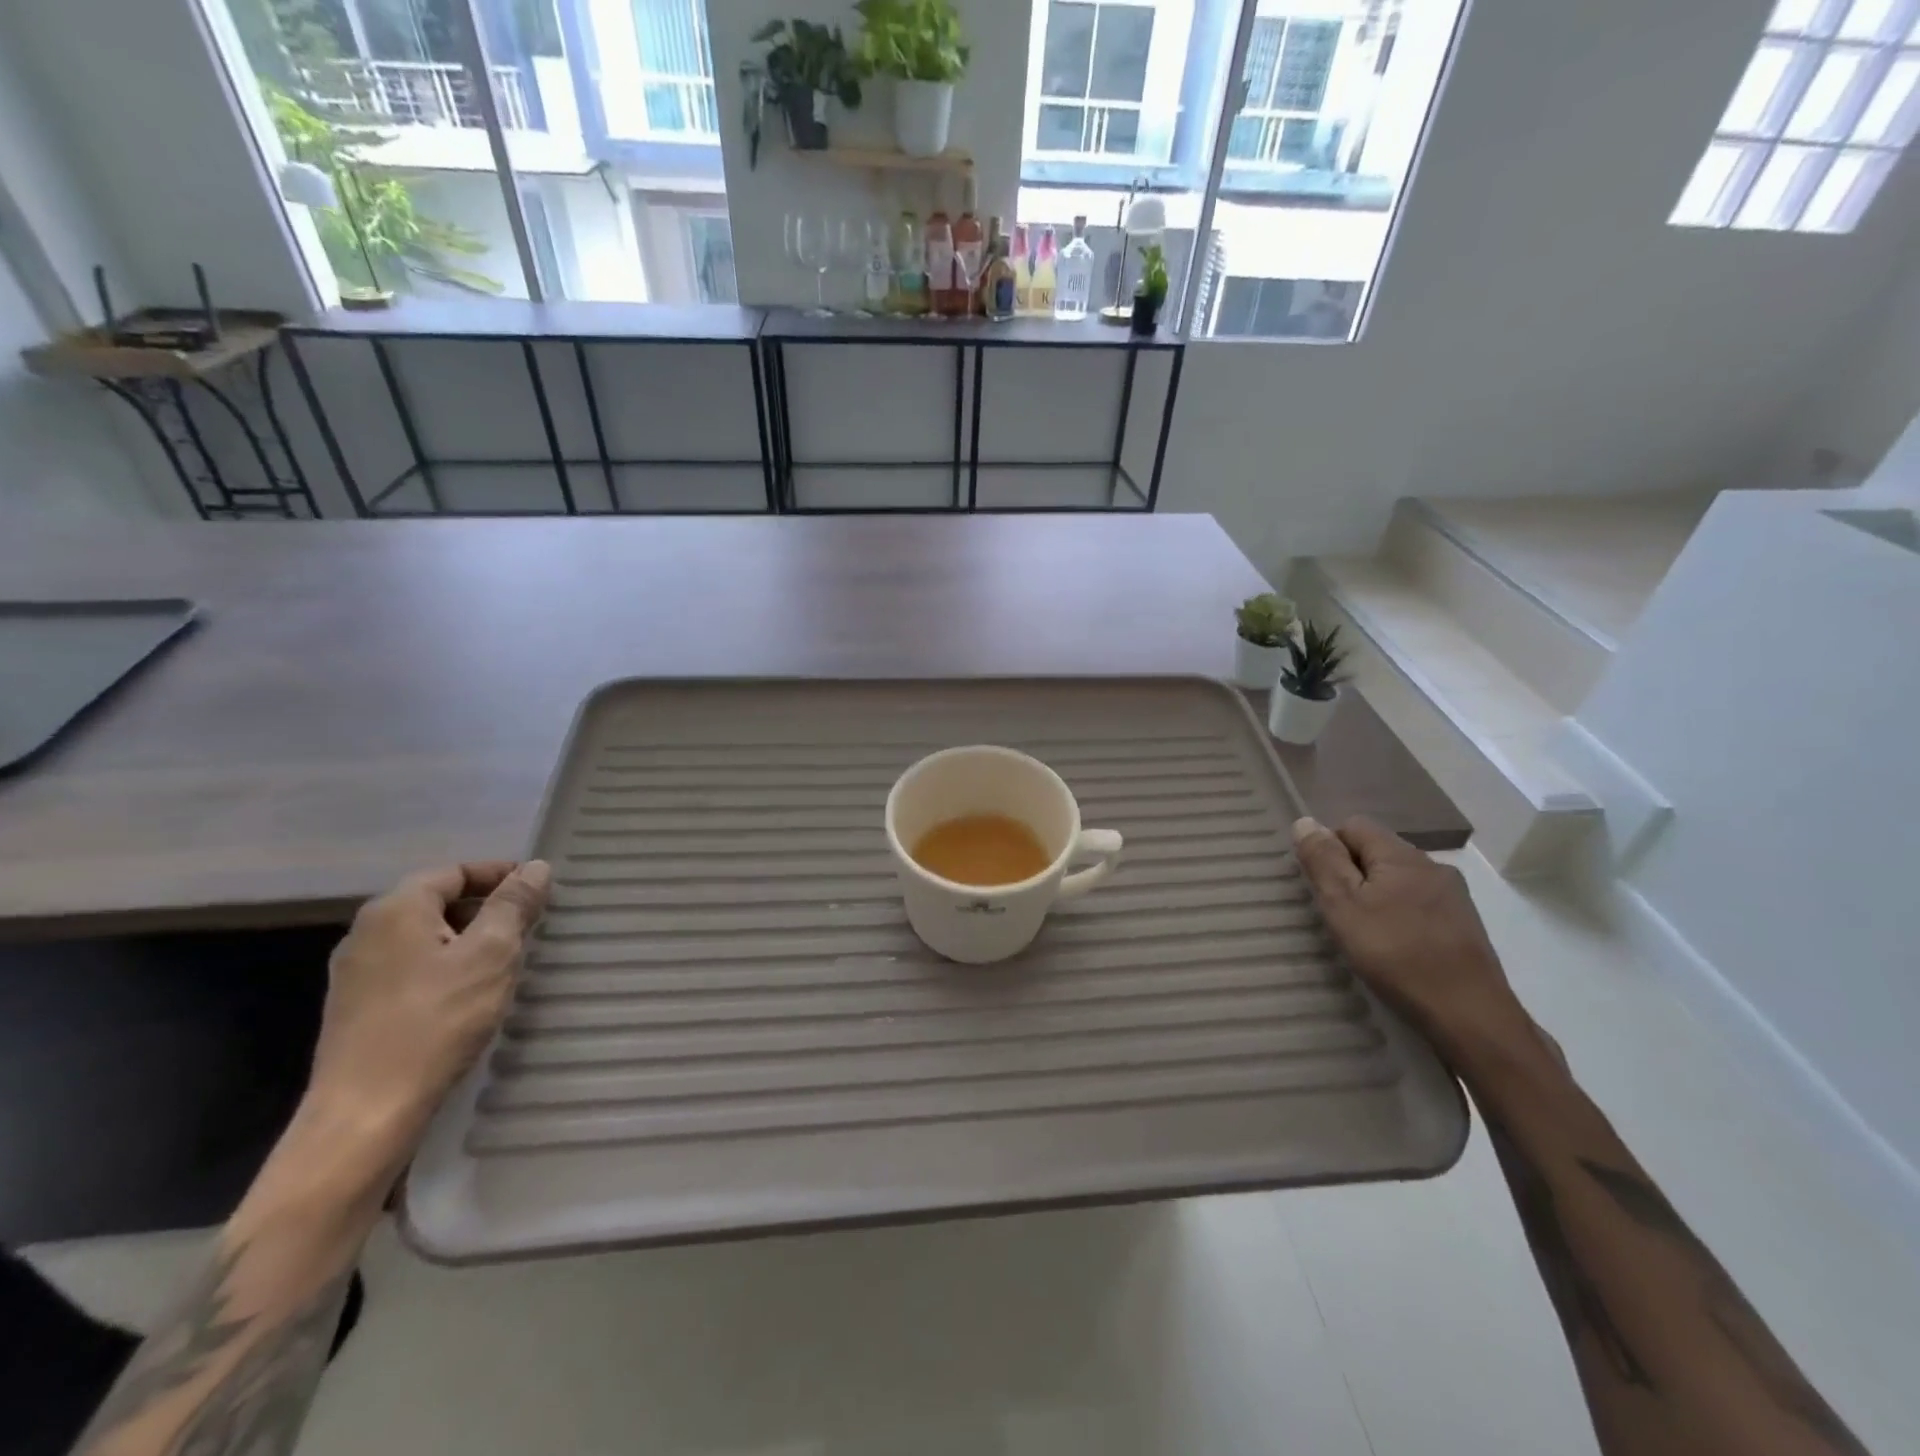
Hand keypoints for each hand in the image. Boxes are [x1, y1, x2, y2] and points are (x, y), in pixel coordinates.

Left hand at [306, 861, 550, 1147]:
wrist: (366, 1113)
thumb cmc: (436, 1021)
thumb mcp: (491, 954)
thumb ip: (514, 905)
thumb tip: (535, 867)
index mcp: (395, 910)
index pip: (454, 871)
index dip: (499, 874)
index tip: (539, 891)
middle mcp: (366, 932)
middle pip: (437, 901)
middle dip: (486, 908)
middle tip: (529, 928)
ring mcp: (356, 973)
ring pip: (425, 937)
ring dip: (468, 940)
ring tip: (506, 962)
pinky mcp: (357, 1009)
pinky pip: (411, 968)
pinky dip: (446, 967)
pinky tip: (470, 995)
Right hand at [1290, 816, 1529, 1058]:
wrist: (1469, 1015)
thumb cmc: (1396, 954)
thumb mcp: (1344, 906)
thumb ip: (1323, 861)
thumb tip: (1305, 821)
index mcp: (1401, 855)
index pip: (1354, 826)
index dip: (1330, 848)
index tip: (1323, 887)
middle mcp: (1432, 865)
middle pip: (1378, 851)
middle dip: (1353, 874)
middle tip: (1339, 913)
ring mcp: (1454, 895)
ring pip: (1399, 879)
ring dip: (1377, 895)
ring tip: (1366, 933)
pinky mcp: (1465, 924)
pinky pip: (1420, 903)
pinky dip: (1401, 915)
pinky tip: (1397, 947)